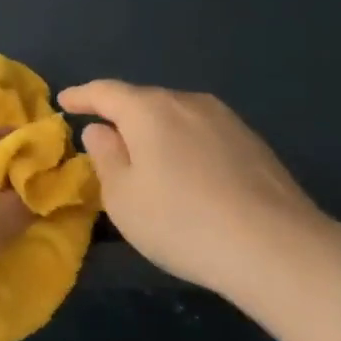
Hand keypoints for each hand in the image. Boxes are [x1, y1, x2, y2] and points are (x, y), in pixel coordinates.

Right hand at [57, 80, 334, 299]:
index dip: (81, 96)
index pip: (105, 92)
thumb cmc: (181, 222)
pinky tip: (185, 175)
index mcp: (149, 110)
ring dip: (154, 132)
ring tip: (143, 160)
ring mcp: (226, 120)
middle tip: (102, 140)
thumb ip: (105, 157)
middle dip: (120, 116)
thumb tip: (100, 130)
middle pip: (143, 101)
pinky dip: (183, 146)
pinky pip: (201, 134)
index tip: (63, 101)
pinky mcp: (252, 143)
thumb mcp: (122, 197)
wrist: (276, 248)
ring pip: (175, 117)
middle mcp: (188, 103)